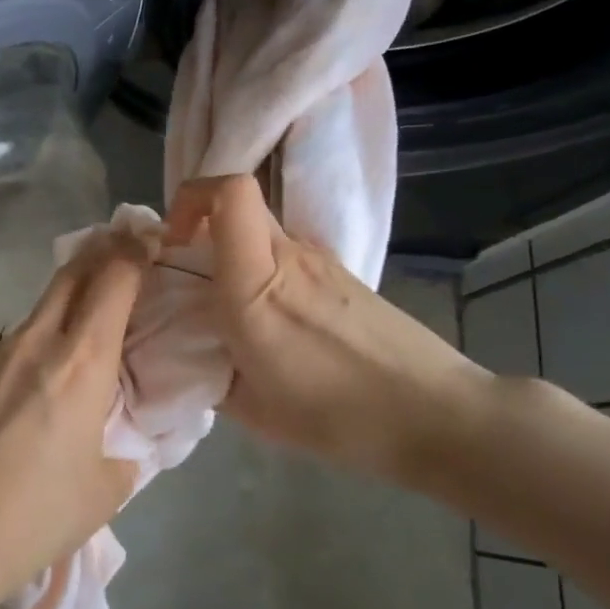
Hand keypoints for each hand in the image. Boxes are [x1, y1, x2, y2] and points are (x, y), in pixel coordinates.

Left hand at [0, 234, 146, 593]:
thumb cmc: (37, 515)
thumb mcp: (103, 491)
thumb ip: (119, 455)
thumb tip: (115, 447)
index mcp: (81, 362)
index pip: (113, 282)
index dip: (131, 253)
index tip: (140, 240)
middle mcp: (31, 341)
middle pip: (68, 277)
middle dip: (93, 260)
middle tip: (107, 257)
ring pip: (23, 328)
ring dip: (40, 342)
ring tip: (30, 398)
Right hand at [165, 175, 495, 480]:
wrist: (436, 416)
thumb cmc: (339, 417)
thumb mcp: (251, 408)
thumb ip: (209, 368)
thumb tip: (194, 350)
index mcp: (256, 285)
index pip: (229, 192)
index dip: (191, 198)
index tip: (173, 240)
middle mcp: (289, 256)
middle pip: (238, 200)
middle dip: (201, 220)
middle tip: (189, 267)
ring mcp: (321, 261)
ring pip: (260, 229)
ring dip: (232, 250)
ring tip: (230, 306)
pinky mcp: (342, 274)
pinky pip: (286, 254)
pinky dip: (263, 270)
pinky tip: (274, 322)